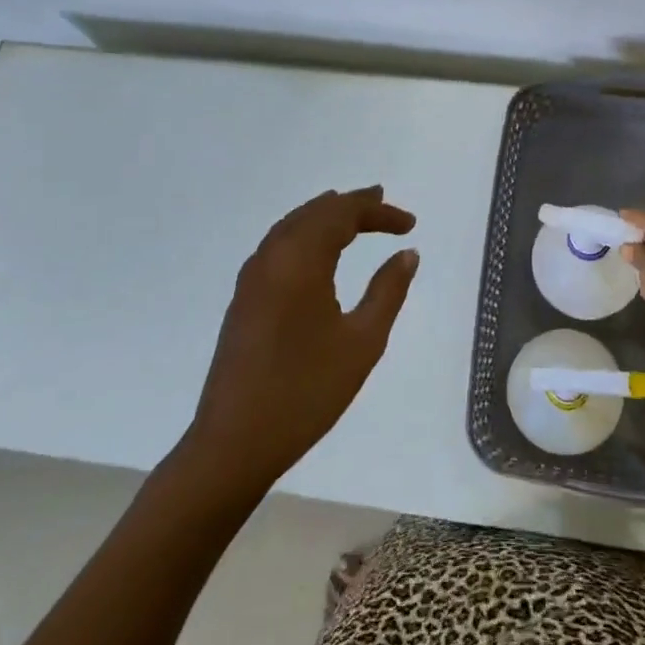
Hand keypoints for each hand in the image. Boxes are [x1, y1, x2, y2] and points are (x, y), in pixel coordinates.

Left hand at [190, 186, 417, 486]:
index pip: (342, 215)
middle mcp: (271, 257)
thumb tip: (407, 253)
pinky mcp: (243, 298)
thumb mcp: (362, 342)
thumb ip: (388, 291)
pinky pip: (277, 245)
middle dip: (351, 205)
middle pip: (314, 213)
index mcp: (300, 261)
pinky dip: (303, 234)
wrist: (234, 442)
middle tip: (383, 202)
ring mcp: (252, 278)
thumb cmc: (306, 391)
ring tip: (353, 215)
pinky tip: (316, 250)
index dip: (378, 212)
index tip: (410, 224)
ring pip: (291, 226)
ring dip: (324, 216)